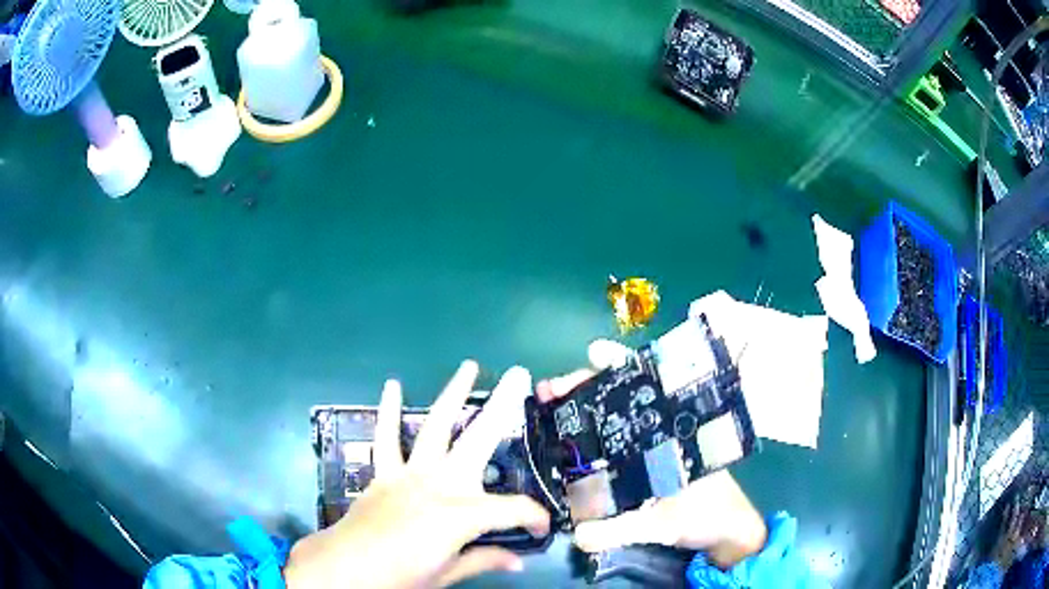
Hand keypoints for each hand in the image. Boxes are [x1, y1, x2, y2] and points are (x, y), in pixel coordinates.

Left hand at [285, 361, 550, 588]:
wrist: (346, 566)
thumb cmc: (400, 575)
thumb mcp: (447, 574)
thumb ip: (483, 560)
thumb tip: (518, 561)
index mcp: (462, 514)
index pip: (513, 510)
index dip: (534, 517)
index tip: (542, 528)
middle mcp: (440, 483)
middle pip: (480, 440)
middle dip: (502, 406)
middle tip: (519, 375)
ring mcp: (410, 473)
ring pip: (436, 426)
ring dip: (453, 394)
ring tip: (469, 367)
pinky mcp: (385, 472)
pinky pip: (387, 438)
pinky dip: (390, 412)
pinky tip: (393, 386)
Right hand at [535, 341, 766, 568]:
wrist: (725, 533)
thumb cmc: (708, 516)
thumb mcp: (667, 524)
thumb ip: (623, 530)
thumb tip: (576, 534)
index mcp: (675, 431)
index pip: (646, 385)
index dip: (620, 365)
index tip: (593, 352)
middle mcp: (662, 432)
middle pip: (620, 398)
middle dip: (585, 387)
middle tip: (549, 390)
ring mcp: (651, 449)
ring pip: (614, 419)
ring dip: (583, 410)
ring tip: (548, 405)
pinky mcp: (644, 468)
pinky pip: (613, 446)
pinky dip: (589, 439)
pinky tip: (565, 441)